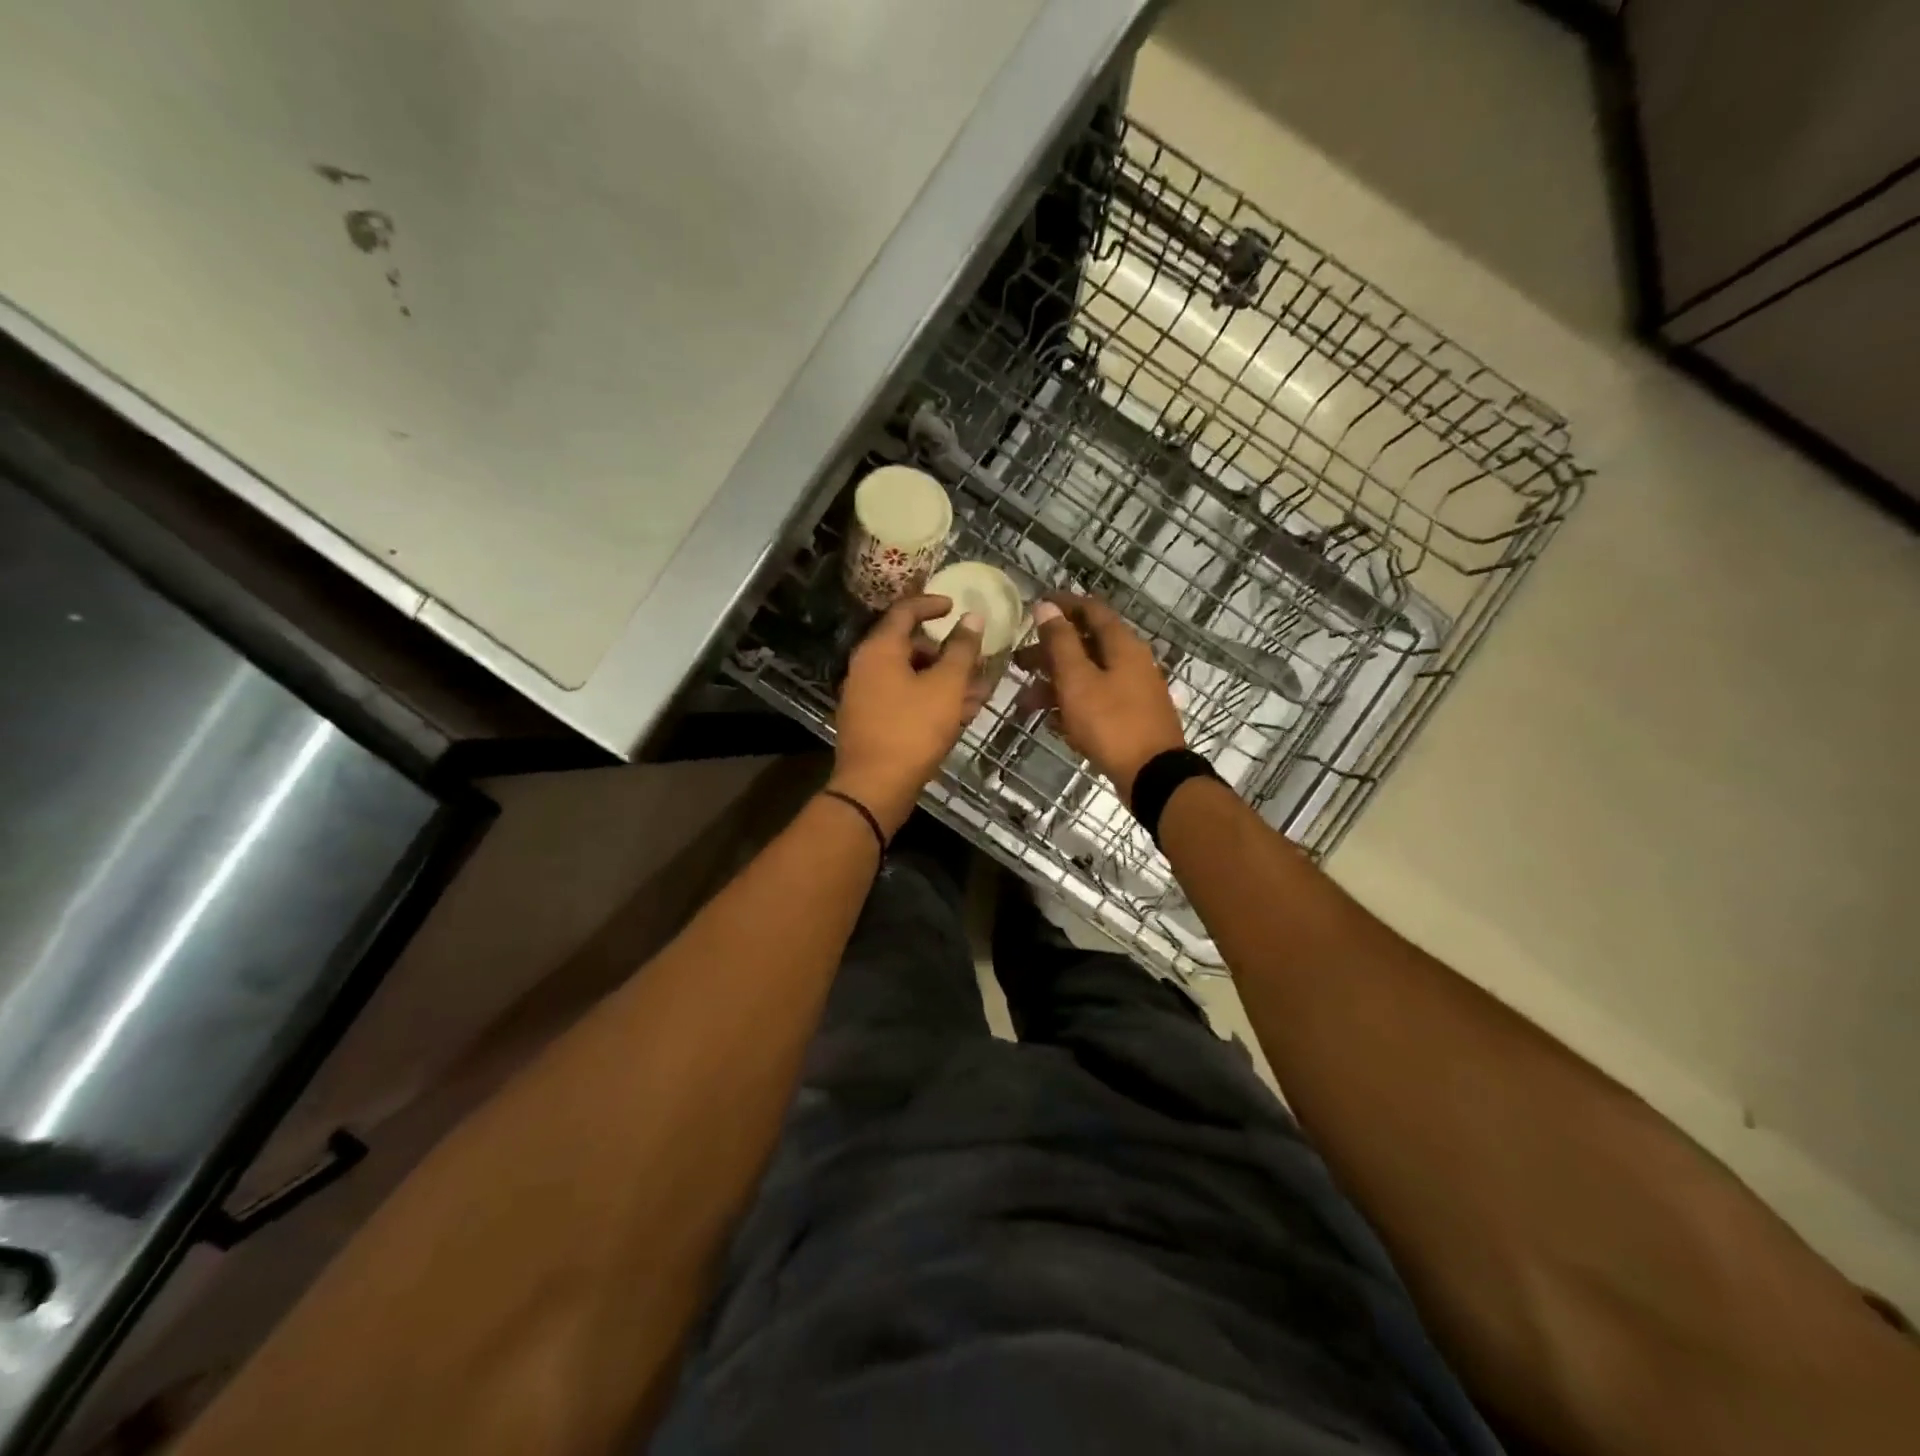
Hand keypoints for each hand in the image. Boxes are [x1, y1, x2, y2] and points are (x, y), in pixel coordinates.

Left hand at [829, 596, 982, 836]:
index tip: (956, 605)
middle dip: (946, 651)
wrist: (874, 788)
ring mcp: (866, 697)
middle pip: (909, 646)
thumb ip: (961, 650)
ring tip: (979, 690)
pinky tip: (961, 713)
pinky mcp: (872, 723)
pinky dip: (931, 700)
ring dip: (944, 679)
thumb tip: (973, 618)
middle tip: (975, 658)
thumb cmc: (912, 730)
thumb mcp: (946, 686)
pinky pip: (905, 700)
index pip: (905, 611)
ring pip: (911, 677)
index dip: (932, 604)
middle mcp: (866, 667)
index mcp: (879, 650)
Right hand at [1018, 594, 1186, 799]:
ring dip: (1056, 684)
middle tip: (1019, 662)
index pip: (1091, 610)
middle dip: (1050, 652)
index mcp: (1122, 645)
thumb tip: (1047, 606)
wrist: (1152, 775)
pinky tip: (1051, 722)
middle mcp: (1132, 661)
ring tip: (1026, 703)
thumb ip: (1060, 642)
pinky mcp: (1131, 717)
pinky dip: (1073, 705)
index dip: (1062, 605)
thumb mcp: (1077, 680)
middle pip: (1086, 645)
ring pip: (1089, 676)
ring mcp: (1134, 691)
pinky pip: (1097, 701)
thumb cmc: (1110, 723)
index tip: (1034, 607)